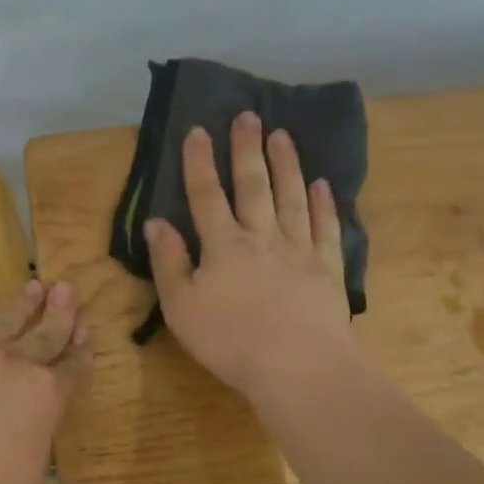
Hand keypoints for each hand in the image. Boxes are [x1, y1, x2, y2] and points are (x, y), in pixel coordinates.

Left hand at [0, 279, 90, 483]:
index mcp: (47, 398)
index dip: (82, 350)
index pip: (73, 368)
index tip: (87, 330)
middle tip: (67, 287)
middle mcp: (13, 367)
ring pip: (3, 321)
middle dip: (59, 311)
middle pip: (43, 334)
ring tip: (33, 284)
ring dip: (21, 304)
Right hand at [146, 113, 357, 403]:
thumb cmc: (230, 340)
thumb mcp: (182, 307)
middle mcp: (261, 237)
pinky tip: (322, 184)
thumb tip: (156, 222)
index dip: (200, 162)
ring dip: (286, 165)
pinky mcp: (327, 268)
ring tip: (283, 135)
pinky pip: (325, 228)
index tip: (198, 130)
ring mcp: (298, 250)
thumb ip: (169, 262)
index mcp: (223, 245)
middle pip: (253, 186)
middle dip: (247, 149)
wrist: (298, 367)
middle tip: (248, 116)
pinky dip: (324, 204)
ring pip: (291, 197)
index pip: (206, 194)